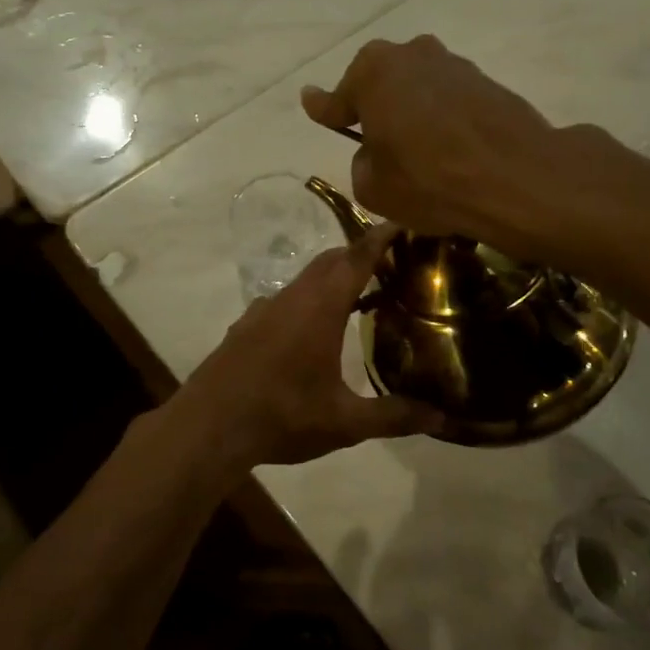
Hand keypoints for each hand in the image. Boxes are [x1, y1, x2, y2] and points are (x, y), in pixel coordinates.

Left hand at [166, 223, 441, 473]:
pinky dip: (307, 300)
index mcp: (319, 308)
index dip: (381, 237)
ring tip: (359, 296)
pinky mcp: (245, 326)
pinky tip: (312, 330)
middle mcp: (291, 298)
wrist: (207, 427)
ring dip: (332, 278)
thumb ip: (393, 416)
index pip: (356, 258)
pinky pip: (284, 300)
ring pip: (305, 280)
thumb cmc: (281, 417)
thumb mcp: (344, 422)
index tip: (403, 221)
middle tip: (392, 263)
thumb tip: (442, 418)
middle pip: (330, 261)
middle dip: (360, 254)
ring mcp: (263, 310)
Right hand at [300, 35, 567, 252]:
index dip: (325, 110)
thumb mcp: (373, 187)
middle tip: (376, 142)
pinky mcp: (488, 81)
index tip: (311, 104)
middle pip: (381, 83)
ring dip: (413, 111)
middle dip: (375, 106)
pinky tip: (450, 148)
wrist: (517, 178)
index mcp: (372, 72)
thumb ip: (362, 162)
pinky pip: (450, 100)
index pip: (337, 98)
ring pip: (418, 88)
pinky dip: (444, 118)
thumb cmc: (429, 181)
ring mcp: (454, 64)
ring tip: (420, 151)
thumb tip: (375, 150)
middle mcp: (412, 55)